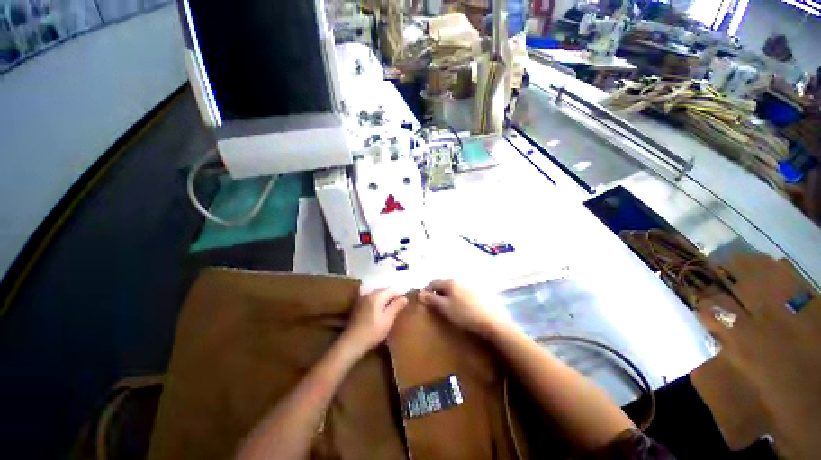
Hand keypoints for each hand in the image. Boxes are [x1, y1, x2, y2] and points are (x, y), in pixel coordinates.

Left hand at [342, 289, 407, 354]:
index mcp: (377, 295)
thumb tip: (404, 298)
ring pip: (377, 295)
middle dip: (391, 297)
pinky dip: (377, 303)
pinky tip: (378, 313)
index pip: (392, 290)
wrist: (352, 342)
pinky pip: (371, 300)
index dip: (399, 296)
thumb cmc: (373, 331)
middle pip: (384, 291)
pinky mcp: (358, 306)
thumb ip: (396, 306)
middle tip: (398, 308)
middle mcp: (369, 294)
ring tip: (389, 311)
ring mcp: (362, 299)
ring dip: (384, 301)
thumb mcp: (388, 319)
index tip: (403, 305)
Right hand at [419, 279, 501, 337]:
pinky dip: (459, 296)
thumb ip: (431, 299)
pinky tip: (462, 306)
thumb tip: (420, 293)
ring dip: (448, 294)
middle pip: (444, 284)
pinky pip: (464, 291)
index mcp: (450, 282)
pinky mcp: (480, 291)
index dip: (426, 290)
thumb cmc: (465, 314)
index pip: (433, 282)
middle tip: (435, 304)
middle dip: (437, 292)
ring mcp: (471, 284)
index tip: (423, 300)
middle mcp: (460, 279)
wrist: (492, 322)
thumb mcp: (444, 308)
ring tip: (448, 306)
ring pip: (455, 287)